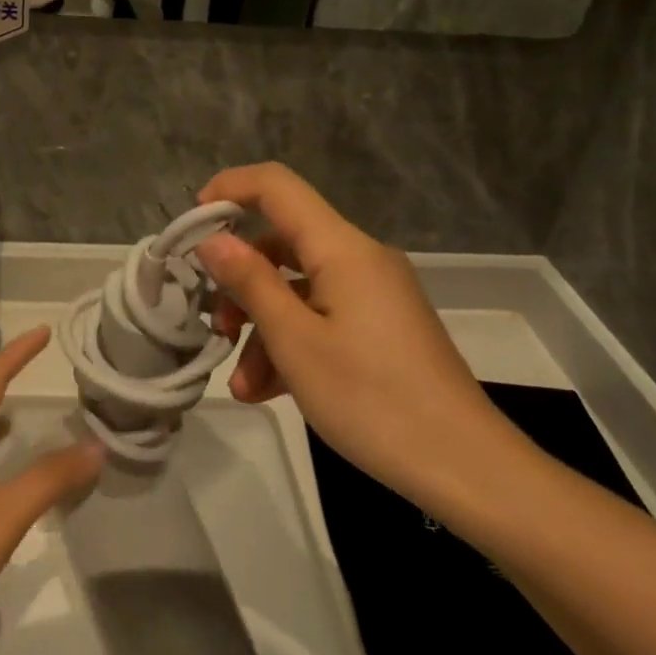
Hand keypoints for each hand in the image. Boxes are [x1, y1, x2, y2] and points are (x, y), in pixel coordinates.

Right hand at [193, 163, 514, 510]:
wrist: (465, 468)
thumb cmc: (372, 399)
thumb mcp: (296, 342)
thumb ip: (250, 282)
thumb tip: (212, 239)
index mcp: (343, 249)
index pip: (278, 186)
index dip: (229, 189)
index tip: (191, 225)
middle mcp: (360, 260)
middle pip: (283, 243)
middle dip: (240, 281)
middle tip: (215, 325)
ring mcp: (374, 295)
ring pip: (298, 288)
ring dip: (262, 327)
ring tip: (242, 384)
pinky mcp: (381, 328)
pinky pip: (322, 317)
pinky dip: (291, 344)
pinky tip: (267, 391)